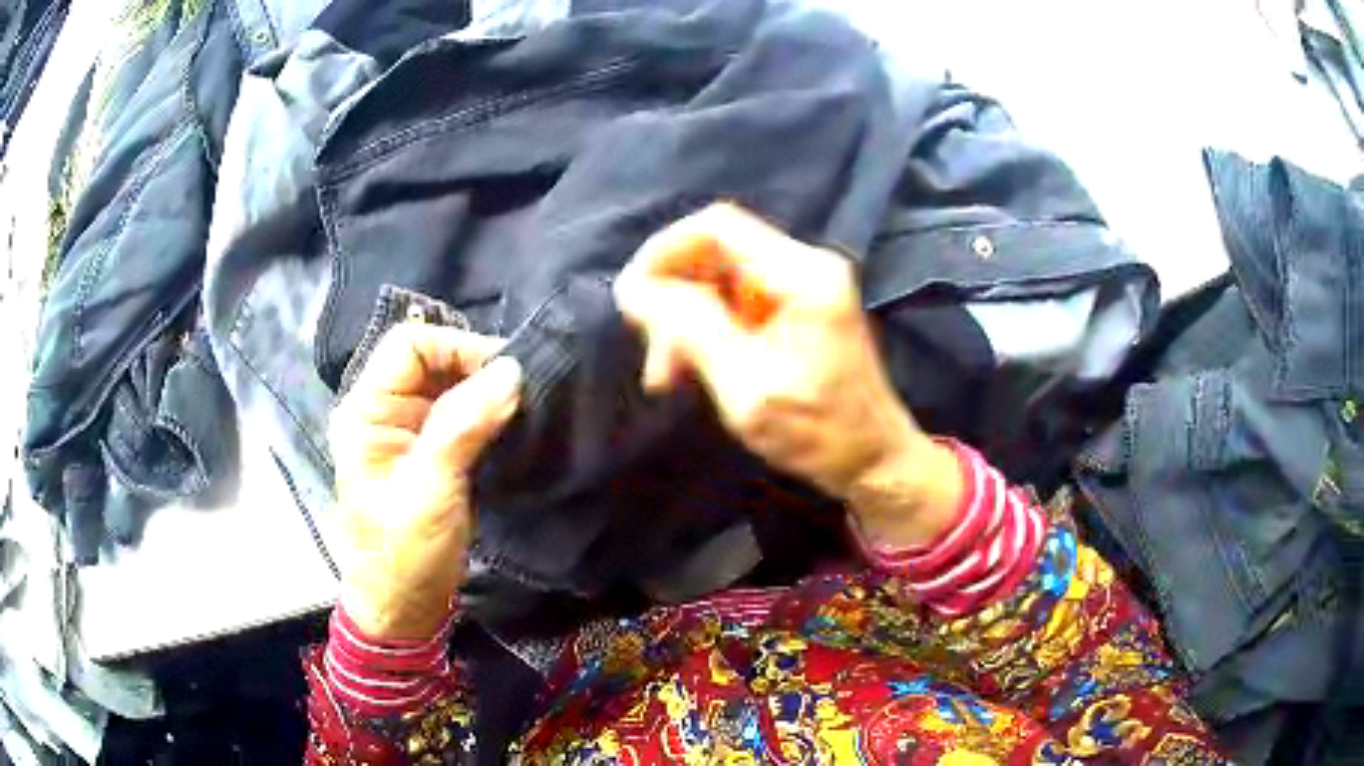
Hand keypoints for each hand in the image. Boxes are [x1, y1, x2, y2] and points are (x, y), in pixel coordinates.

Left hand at [328, 323, 521, 640]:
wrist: (405, 608)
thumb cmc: (404, 553)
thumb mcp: (430, 490)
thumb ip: (464, 425)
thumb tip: (512, 370)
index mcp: (366, 411)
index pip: (409, 345)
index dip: (456, 348)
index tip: (505, 375)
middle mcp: (384, 411)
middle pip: (431, 360)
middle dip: (476, 368)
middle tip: (523, 391)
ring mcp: (408, 432)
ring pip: (450, 386)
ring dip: (486, 392)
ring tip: (525, 407)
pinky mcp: (432, 453)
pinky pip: (462, 415)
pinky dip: (489, 414)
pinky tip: (514, 426)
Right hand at [614, 203, 961, 545]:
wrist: (874, 460)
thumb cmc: (818, 433)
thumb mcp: (746, 387)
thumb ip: (691, 329)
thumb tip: (633, 287)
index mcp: (802, 275)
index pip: (717, 226)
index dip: (664, 250)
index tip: (632, 296)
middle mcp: (806, 266)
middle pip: (716, 249)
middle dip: (673, 293)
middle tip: (651, 350)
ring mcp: (804, 286)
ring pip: (720, 277)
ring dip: (686, 317)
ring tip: (665, 374)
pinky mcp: (799, 308)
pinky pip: (737, 300)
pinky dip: (707, 328)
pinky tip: (691, 368)